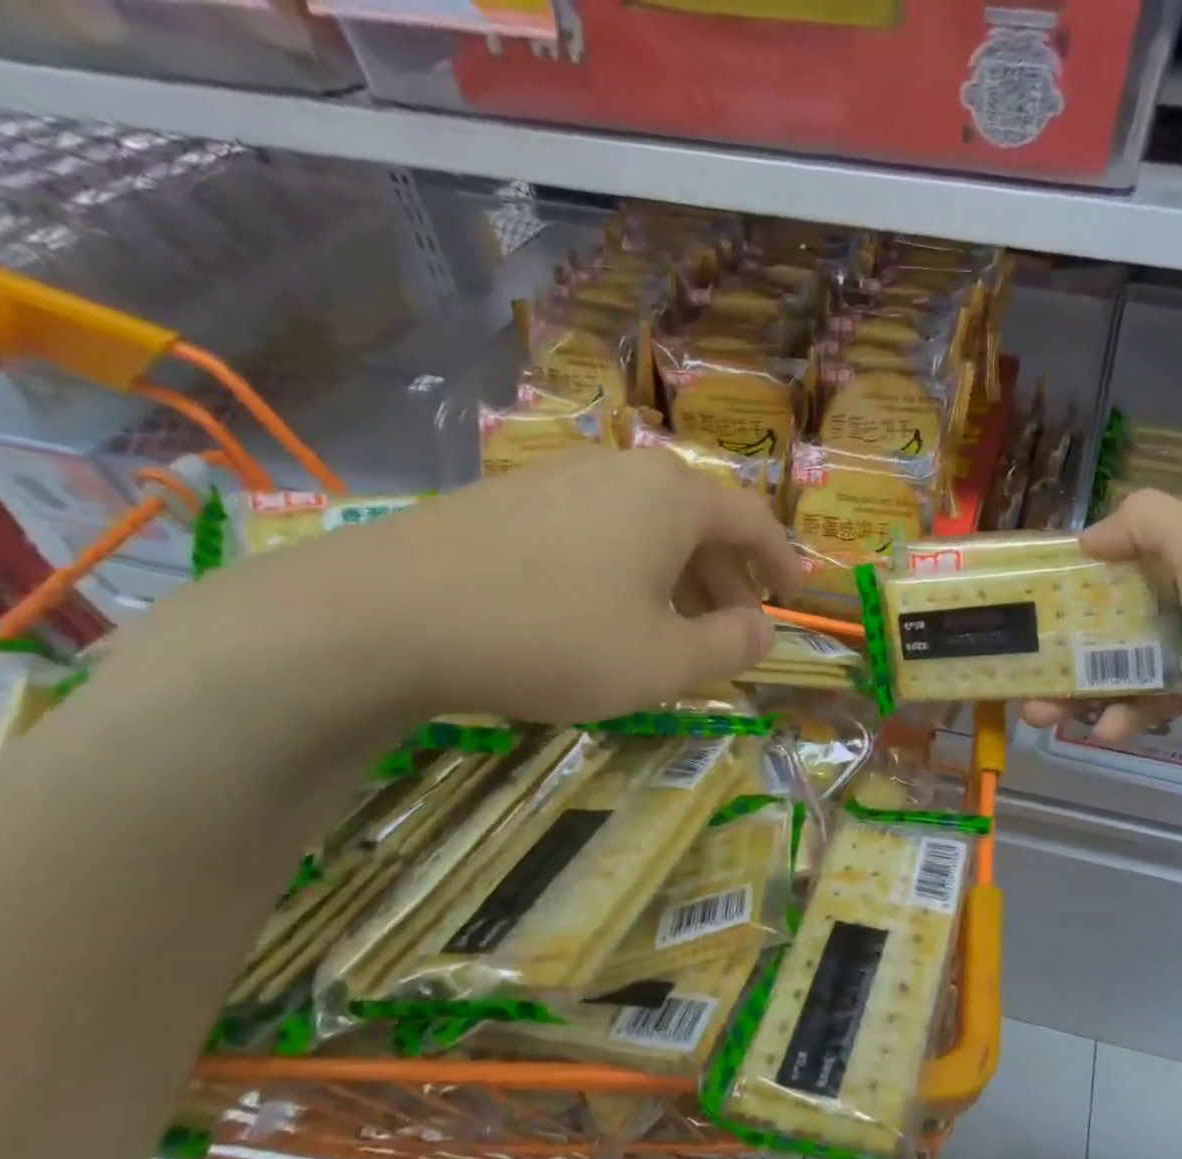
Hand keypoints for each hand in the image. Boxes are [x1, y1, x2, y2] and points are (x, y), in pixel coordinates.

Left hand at [166, 447, 801, 729]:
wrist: (387, 617)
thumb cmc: (556, 637)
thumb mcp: (666, 662)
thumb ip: (731, 647)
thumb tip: (763, 631)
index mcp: (673, 498)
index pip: (752, 521)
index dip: (781, 562)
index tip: (794, 597)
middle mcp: (622, 472)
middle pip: (699, 523)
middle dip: (727, 580)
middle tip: (735, 631)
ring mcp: (559, 480)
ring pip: (645, 529)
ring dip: (676, 580)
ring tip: (675, 633)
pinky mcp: (510, 502)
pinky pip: (597, 534)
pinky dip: (626, 573)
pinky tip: (607, 617)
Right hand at [1023, 490, 1181, 783]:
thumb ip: (1148, 524)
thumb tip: (1090, 536)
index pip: (1132, 549)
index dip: (1083, 569)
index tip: (1038, 593)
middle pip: (1117, 613)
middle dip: (1067, 641)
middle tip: (1023, 664)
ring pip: (1124, 664)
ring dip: (1080, 689)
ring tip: (1038, 713)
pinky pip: (1148, 702)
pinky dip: (1123, 716)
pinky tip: (1103, 733)